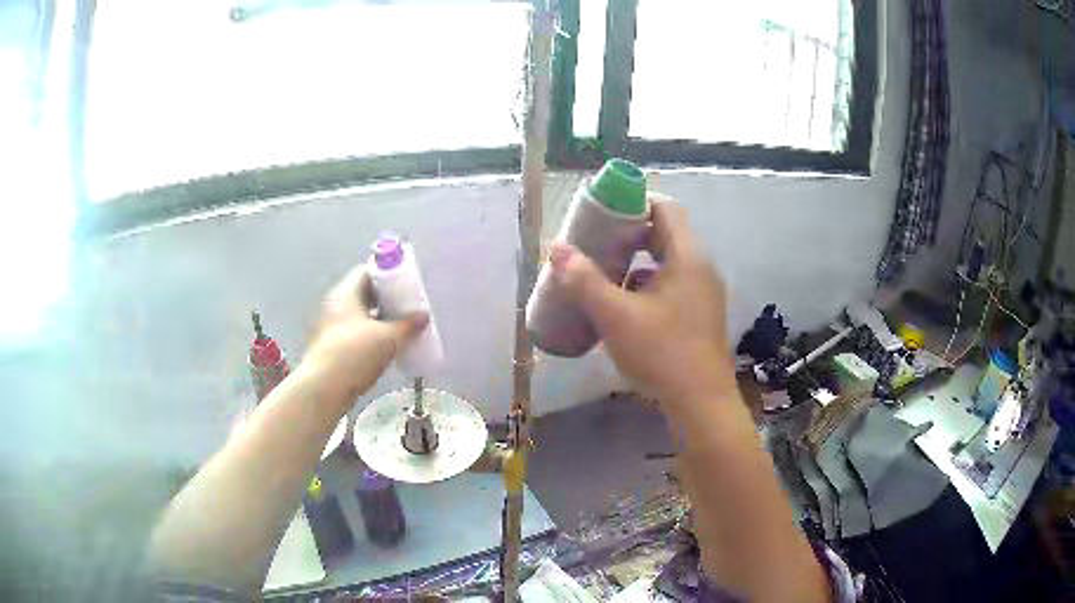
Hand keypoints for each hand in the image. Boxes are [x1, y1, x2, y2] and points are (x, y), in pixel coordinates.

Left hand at [302, 264, 427, 405]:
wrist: (324, 388)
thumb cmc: (354, 354)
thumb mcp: (387, 338)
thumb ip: (407, 326)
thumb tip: (424, 316)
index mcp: (345, 293)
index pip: (367, 271)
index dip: (387, 274)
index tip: (406, 283)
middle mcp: (336, 305)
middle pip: (364, 293)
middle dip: (386, 298)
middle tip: (408, 305)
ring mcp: (332, 326)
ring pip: (360, 314)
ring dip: (380, 318)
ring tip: (402, 326)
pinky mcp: (333, 346)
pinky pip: (356, 332)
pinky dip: (371, 334)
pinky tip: (387, 345)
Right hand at [550, 196, 730, 406]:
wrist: (701, 404)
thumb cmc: (662, 353)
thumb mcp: (616, 316)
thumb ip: (584, 280)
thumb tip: (556, 247)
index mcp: (687, 257)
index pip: (666, 208)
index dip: (634, 202)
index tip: (604, 212)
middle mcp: (701, 267)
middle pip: (665, 233)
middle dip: (629, 233)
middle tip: (596, 241)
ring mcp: (703, 292)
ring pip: (668, 261)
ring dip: (637, 261)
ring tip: (603, 271)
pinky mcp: (700, 314)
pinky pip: (672, 284)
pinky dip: (647, 284)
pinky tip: (623, 304)